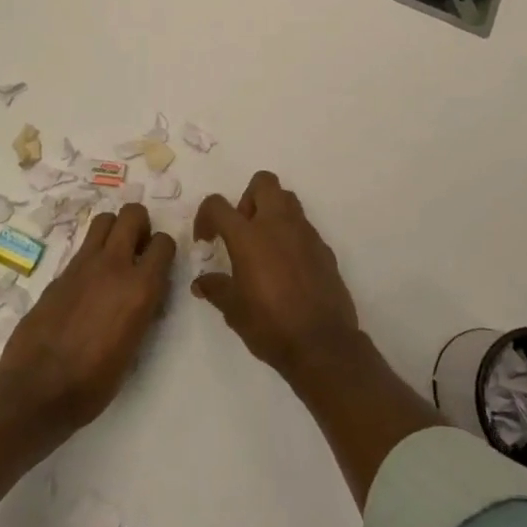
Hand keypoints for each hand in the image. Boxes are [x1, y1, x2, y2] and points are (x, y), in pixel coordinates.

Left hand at [0, 204, 175, 430]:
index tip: (159, 266)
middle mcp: (113, 265)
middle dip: (140, 225)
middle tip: (137, 250)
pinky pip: (83, 249)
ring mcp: (82, 265)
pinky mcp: (59, 274)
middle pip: (132, 214)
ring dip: (114, 231)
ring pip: (104, 220)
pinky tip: (87, 285)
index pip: (164, 242)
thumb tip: (144, 294)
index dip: (163, 251)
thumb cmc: (94, 382)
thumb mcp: (135, 347)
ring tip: (113, 257)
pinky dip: (91, 256)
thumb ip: (142, 309)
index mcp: (140, 287)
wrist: (37, 390)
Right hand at [192, 171, 361, 382]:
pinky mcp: (324, 247)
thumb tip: (201, 282)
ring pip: (288, 199)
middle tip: (242, 230)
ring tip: (264, 246)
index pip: (218, 205)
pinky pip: (304, 227)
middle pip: (263, 182)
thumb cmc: (270, 325)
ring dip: (272, 212)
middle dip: (247, 198)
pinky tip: (287, 267)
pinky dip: (291, 235)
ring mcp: (305, 233)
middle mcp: (278, 224)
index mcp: (249, 236)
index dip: (206, 216)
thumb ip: (216, 288)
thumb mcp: (233, 310)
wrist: (322, 343)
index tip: (206, 240)